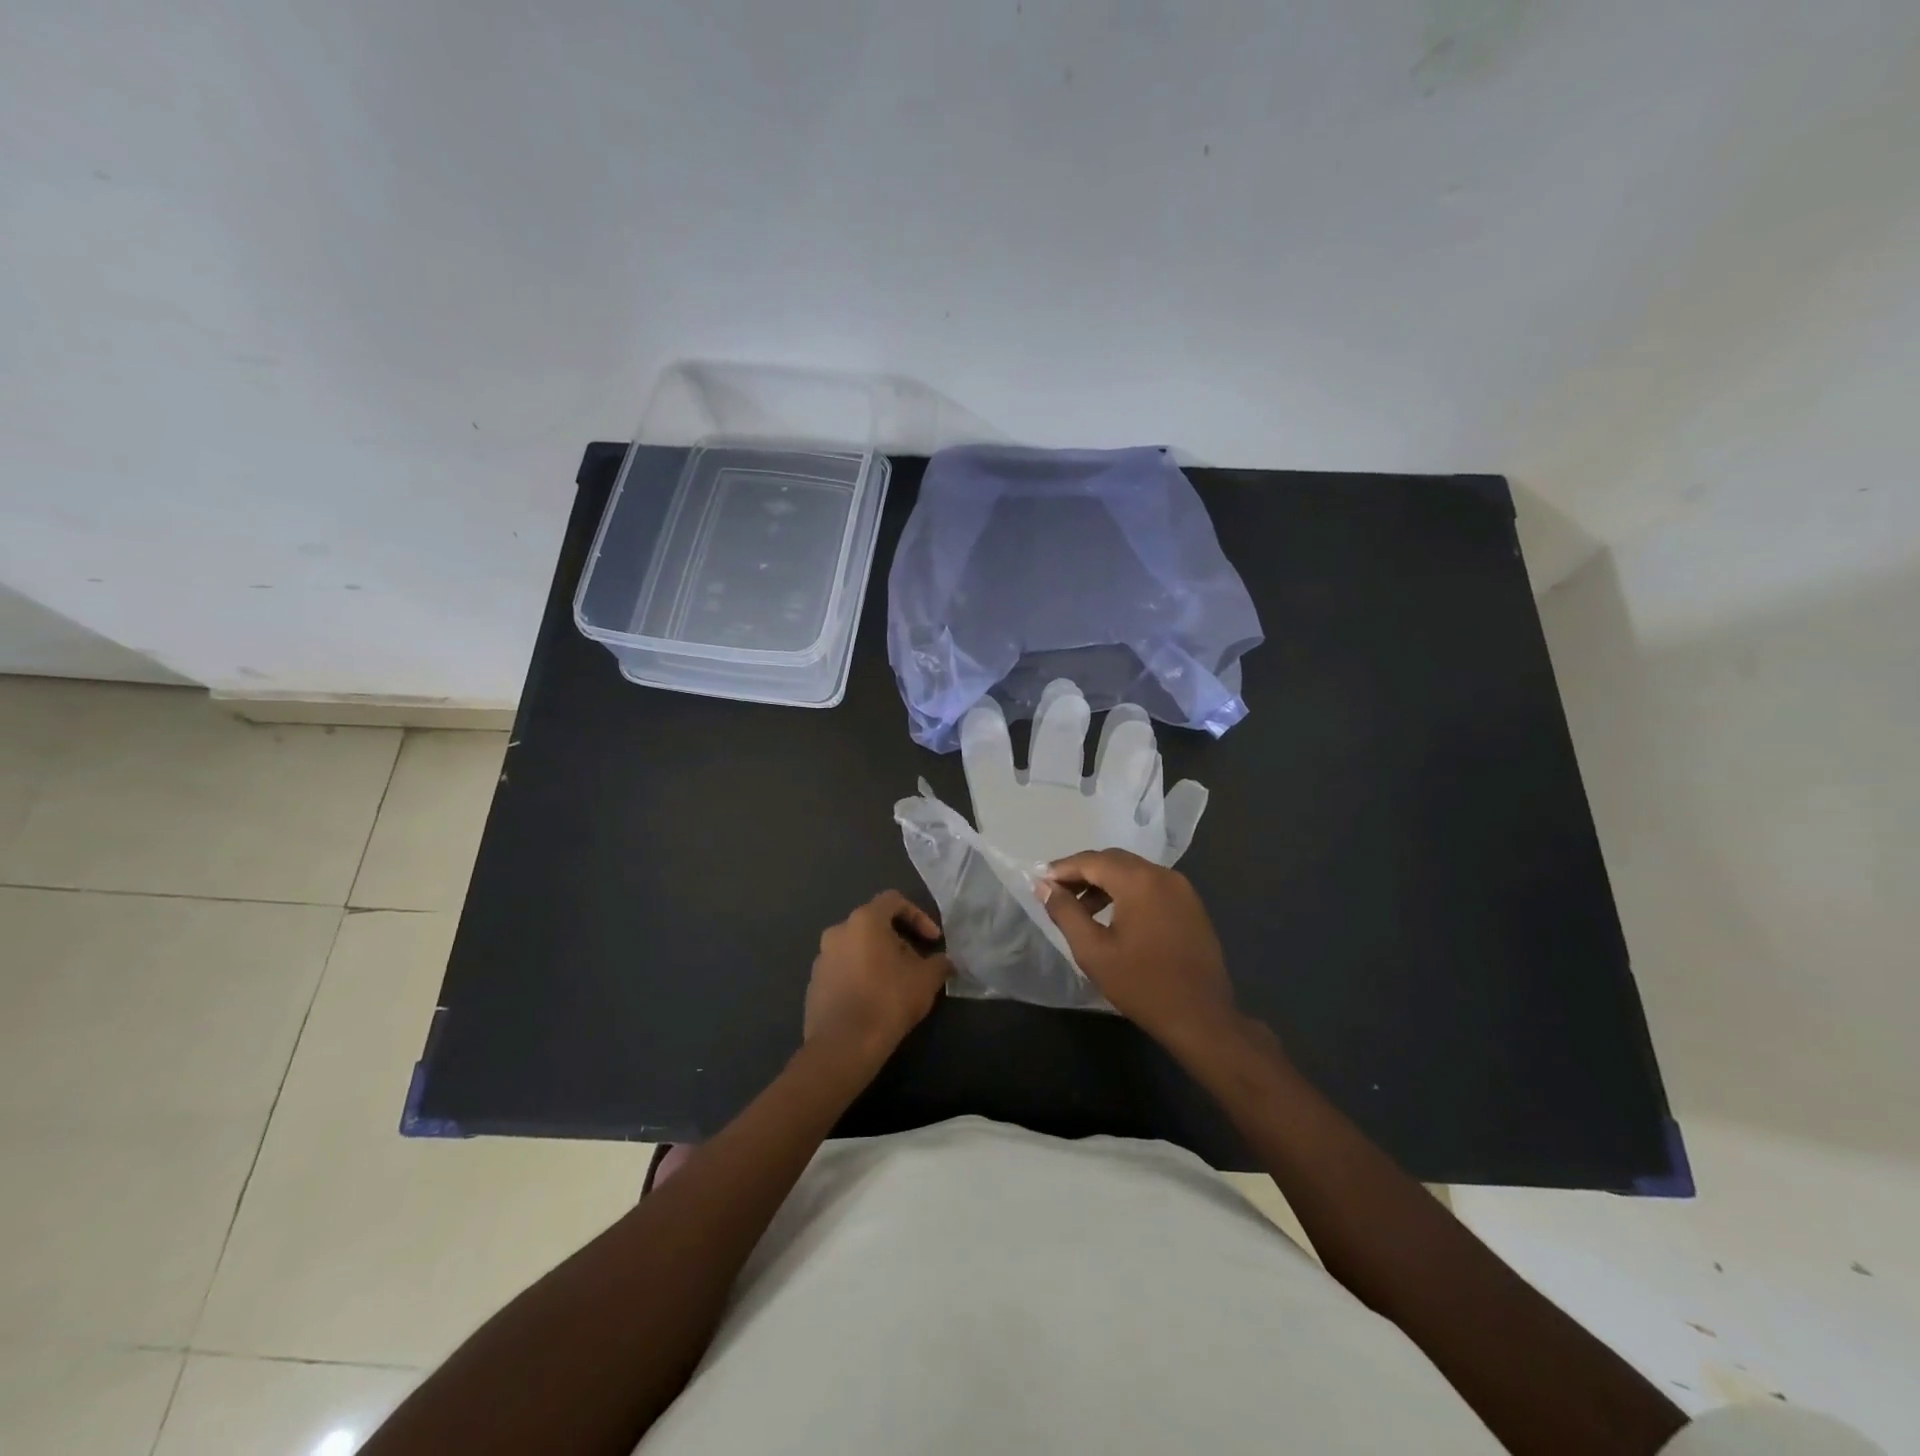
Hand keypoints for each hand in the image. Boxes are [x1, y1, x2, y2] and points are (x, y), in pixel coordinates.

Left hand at [805, 892, 951, 1065]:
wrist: (843, 1046)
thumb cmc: (888, 1001)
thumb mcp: (926, 980)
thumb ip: (939, 963)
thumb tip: (945, 962)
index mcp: (864, 921)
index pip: (893, 900)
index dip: (918, 916)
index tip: (932, 941)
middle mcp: (838, 931)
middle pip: (874, 925)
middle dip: (899, 941)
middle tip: (916, 965)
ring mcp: (821, 958)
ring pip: (857, 948)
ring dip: (878, 960)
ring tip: (896, 985)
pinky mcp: (814, 984)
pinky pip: (843, 970)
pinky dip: (860, 977)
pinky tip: (873, 1002)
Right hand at [1041, 849, 1239, 1049]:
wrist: (1201, 1018)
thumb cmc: (1141, 984)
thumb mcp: (1093, 950)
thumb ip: (1065, 912)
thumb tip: (1044, 886)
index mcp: (1139, 881)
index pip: (1092, 861)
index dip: (1063, 868)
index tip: (1040, 881)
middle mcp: (1163, 875)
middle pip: (1114, 860)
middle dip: (1083, 872)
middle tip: (1057, 892)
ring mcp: (1182, 889)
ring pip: (1134, 872)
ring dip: (1105, 882)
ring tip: (1082, 909)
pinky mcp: (1191, 905)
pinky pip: (1152, 886)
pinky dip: (1128, 892)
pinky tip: (1114, 916)